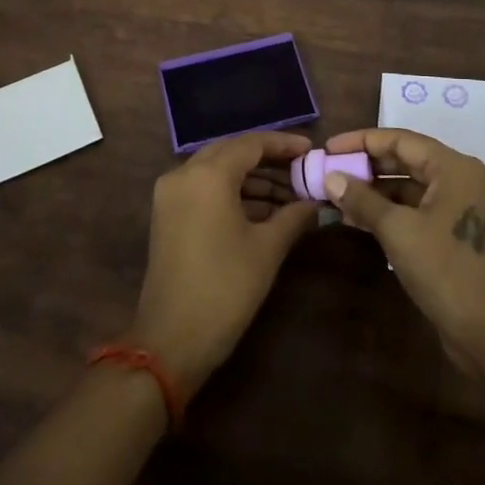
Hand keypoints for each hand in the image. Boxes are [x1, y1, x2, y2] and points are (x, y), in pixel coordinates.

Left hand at [129, 132, 318, 393]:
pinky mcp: (167, 216)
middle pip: (232, 153)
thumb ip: (294, 216)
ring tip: (291, 196)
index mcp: (208, 175)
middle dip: (269, 160)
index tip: (311, 150)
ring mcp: (171, 195)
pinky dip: (233, 194)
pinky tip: (264, 212)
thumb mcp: (267, 249)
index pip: (251, 143)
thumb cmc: (225, 288)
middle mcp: (184, 175)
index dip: (283, 144)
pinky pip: (204, 190)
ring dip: (252, 180)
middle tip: (302, 171)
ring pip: (218, 172)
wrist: (171, 341)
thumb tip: (317, 202)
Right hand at [323, 128, 484, 376]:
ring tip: (338, 197)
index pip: (402, 140)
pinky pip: (422, 209)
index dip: (362, 141)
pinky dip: (393, 211)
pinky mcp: (462, 233)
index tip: (329, 148)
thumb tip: (331, 177)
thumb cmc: (444, 271)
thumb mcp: (397, 230)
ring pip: (414, 187)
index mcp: (457, 168)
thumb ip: (362, 199)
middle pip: (409, 160)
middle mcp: (466, 180)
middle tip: (331, 171)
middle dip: (368, 167)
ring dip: (377, 191)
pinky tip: (361, 219)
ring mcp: (467, 208)